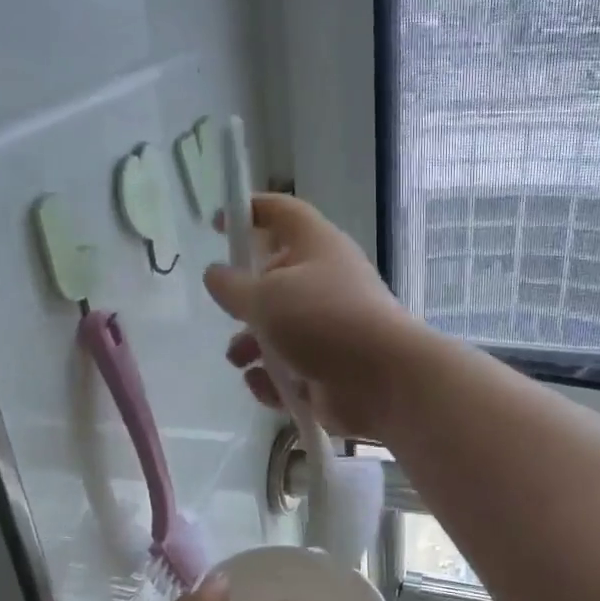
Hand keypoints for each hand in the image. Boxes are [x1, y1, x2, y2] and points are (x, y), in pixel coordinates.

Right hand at [202, 193, 420, 439]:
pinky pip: (291, 368)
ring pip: (279, 329)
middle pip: (276, 278)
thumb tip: (216, 273)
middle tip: (228, 312)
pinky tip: (266, 388)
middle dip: (246, 299)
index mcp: (316, 246)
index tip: (217, 225)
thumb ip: (232, 285)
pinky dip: (274, 378)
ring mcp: (330, 326)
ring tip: (239, 359)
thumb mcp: (266, 296)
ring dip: (252, 344)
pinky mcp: (330, 367)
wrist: (383, 381)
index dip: (248, 211)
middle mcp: (325, 280)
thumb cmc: (323, 322)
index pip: (281, 213)